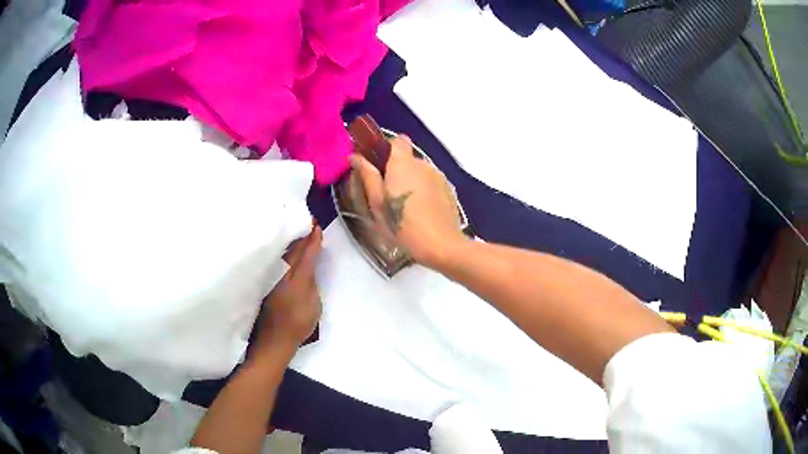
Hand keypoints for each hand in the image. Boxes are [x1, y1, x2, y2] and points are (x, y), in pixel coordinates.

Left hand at [257, 225, 322, 351]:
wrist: (274, 339)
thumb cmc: (298, 325)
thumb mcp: (314, 306)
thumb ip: (312, 285)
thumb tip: (309, 269)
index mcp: (297, 279)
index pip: (306, 255)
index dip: (312, 241)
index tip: (317, 226)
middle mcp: (282, 274)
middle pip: (293, 250)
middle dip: (301, 235)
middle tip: (307, 221)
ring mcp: (271, 277)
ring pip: (282, 253)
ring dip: (289, 241)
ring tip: (295, 229)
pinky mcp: (264, 281)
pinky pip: (274, 259)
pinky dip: (280, 251)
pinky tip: (283, 246)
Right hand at [351, 135, 465, 268]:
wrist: (441, 245)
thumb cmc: (402, 224)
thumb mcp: (377, 203)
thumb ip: (367, 175)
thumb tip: (355, 156)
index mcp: (403, 163)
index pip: (397, 140)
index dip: (386, 148)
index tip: (376, 165)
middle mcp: (423, 164)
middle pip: (407, 158)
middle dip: (396, 170)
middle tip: (385, 193)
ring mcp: (439, 177)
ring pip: (419, 172)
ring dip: (410, 181)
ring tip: (404, 206)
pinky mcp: (449, 190)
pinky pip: (431, 183)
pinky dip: (423, 191)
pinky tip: (419, 212)